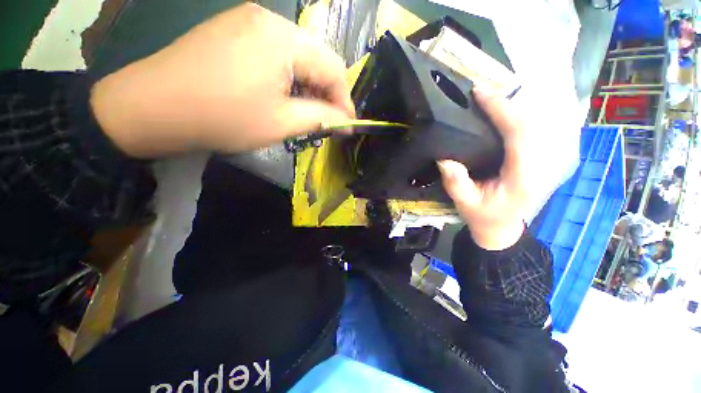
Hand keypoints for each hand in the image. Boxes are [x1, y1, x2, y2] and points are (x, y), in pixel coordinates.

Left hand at [91, 3, 354, 157]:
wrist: (152, 107)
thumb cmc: (222, 117)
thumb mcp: (282, 123)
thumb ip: (322, 118)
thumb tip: (347, 122)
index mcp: (283, 38)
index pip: (333, 67)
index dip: (344, 100)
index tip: (347, 125)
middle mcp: (270, 19)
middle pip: (316, 59)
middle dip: (326, 94)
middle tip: (326, 121)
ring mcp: (249, 21)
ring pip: (298, 57)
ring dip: (308, 87)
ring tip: (305, 113)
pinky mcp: (235, 30)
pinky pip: (277, 54)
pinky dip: (289, 79)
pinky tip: (282, 97)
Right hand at [438, 86, 536, 249]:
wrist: (502, 226)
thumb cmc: (483, 216)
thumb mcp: (465, 204)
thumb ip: (456, 184)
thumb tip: (445, 158)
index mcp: (525, 177)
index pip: (521, 133)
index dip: (502, 109)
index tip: (480, 93)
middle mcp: (545, 164)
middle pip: (536, 120)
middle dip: (511, 100)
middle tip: (484, 89)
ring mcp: (551, 159)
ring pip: (543, 119)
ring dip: (521, 102)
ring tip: (496, 92)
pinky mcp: (548, 156)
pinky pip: (542, 126)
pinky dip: (528, 111)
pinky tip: (513, 105)